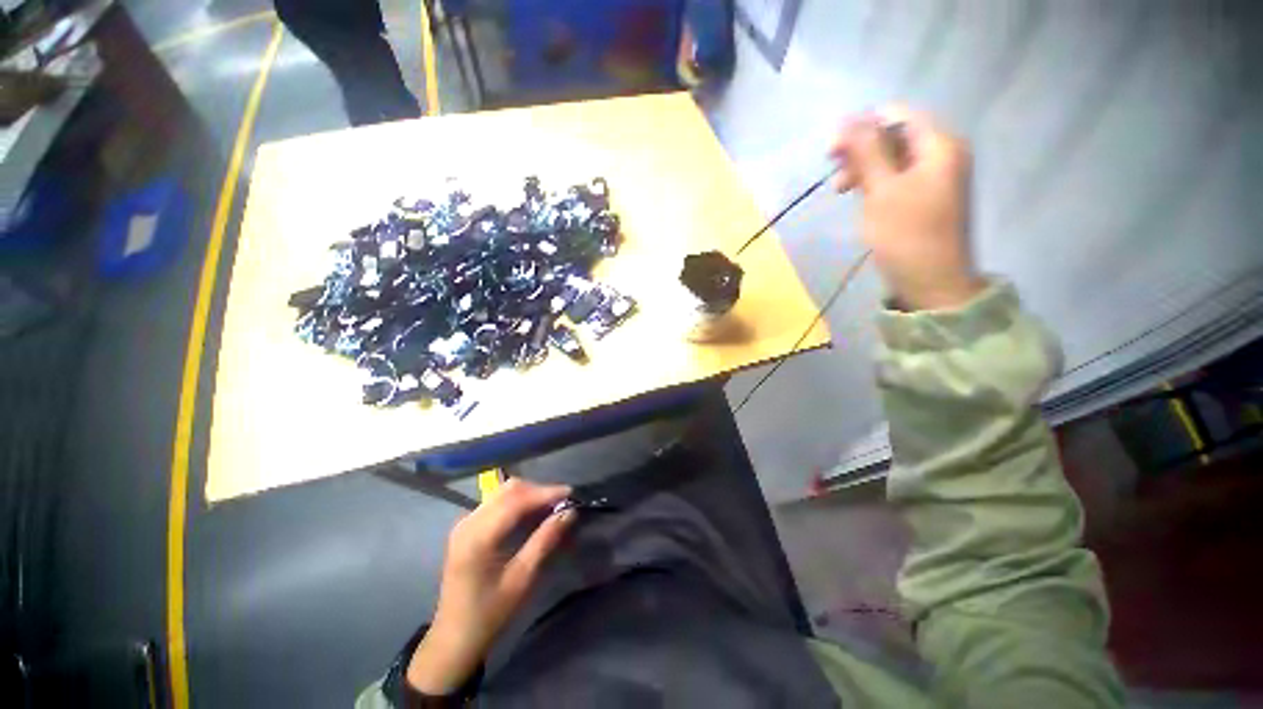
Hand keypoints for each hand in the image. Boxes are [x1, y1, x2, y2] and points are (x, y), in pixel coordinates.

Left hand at [407, 479, 574, 693]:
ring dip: (529, 494)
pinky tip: (532, 513)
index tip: (571, 493)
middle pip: (509, 490)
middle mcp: (468, 522)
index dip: (545, 493)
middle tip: (562, 502)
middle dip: (538, 490)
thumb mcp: (522, 579)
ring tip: (551, 506)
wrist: (454, 638)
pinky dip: (518, 501)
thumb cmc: (490, 613)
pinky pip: (496, 501)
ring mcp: (465, 522)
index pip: (516, 500)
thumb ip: (545, 541)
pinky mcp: (467, 526)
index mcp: (478, 537)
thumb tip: (569, 512)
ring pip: (503, 492)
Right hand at [830, 106, 984, 310]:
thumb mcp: (881, 190)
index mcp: (939, 145)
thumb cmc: (906, 234)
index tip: (832, 152)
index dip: (862, 127)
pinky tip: (859, 197)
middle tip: (834, 175)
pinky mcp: (925, 197)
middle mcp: (941, 154)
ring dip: (864, 169)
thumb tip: (846, 119)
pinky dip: (875, 183)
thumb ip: (866, 152)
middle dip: (861, 151)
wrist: (931, 281)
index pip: (897, 116)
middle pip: (895, 136)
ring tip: (841, 190)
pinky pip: (897, 178)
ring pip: (893, 158)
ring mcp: (935, 177)